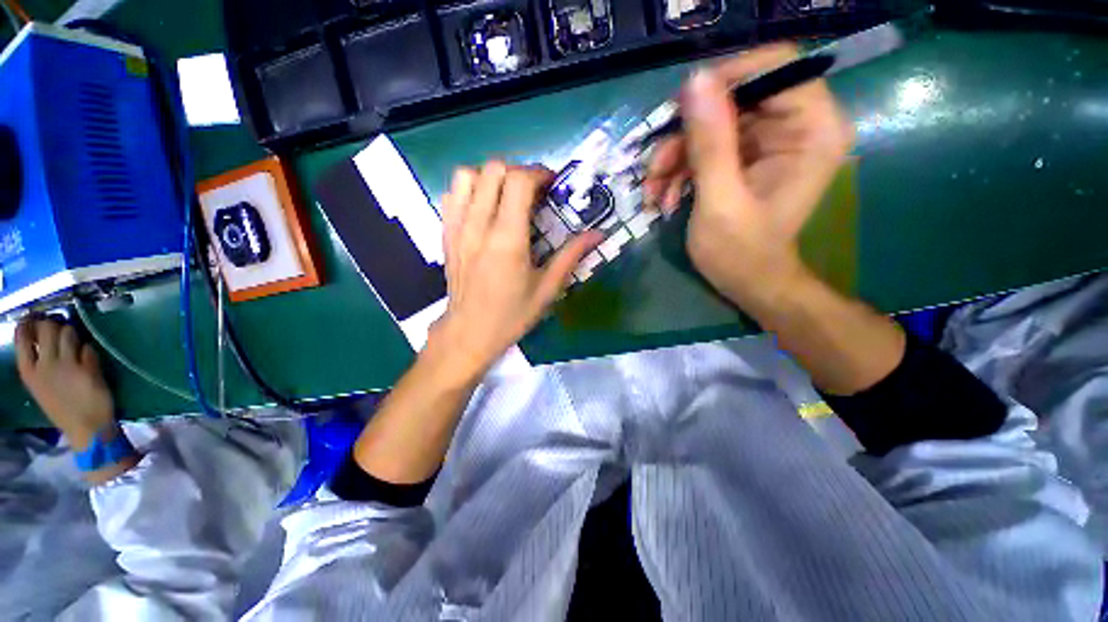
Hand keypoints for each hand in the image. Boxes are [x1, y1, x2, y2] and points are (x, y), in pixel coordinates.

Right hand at [15, 318, 116, 450]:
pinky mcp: (88, 367)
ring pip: (68, 332)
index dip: (29, 324)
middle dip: (54, 324)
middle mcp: (46, 365)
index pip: (22, 338)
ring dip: (72, 333)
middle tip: (59, 329)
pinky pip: (88, 347)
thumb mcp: (40, 386)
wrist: (86, 428)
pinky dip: (89, 350)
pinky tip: (89, 359)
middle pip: (47, 328)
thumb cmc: (63, 408)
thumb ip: (40, 363)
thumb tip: (42, 338)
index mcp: (29, 372)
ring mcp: (67, 365)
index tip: (34, 321)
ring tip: (74, 343)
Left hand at [431, 162, 600, 378]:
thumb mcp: (548, 289)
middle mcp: (479, 226)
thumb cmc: (512, 315)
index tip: (551, 185)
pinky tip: (485, 209)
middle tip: (533, 192)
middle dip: (518, 172)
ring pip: (467, 175)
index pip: (518, 182)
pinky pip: (452, 195)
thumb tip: (598, 234)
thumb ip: (571, 256)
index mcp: (507, 240)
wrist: (469, 332)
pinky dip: (470, 190)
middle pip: (493, 169)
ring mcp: (457, 228)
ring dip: (491, 177)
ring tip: (507, 196)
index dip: (538, 174)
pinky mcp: (446, 234)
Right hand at [644, 44, 853, 312]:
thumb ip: (710, 143)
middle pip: (734, 98)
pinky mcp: (746, 158)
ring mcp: (768, 142)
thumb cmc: (741, 253)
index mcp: (812, 130)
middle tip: (655, 169)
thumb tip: (695, 81)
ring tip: (653, 194)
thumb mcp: (720, 201)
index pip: (775, 66)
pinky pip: (706, 147)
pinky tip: (664, 198)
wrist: (749, 283)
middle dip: (686, 134)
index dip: (725, 80)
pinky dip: (680, 170)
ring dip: (675, 158)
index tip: (680, 113)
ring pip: (712, 124)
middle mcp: (796, 126)